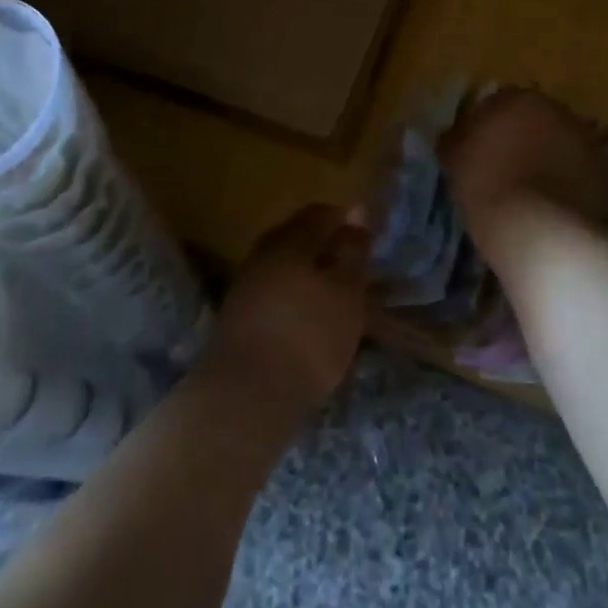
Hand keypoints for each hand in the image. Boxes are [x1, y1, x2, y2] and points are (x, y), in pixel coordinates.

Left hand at [205, 204, 369, 417]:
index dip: (347, 221)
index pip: (321, 214)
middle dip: (326, 248)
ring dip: (309, 276)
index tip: (369, 240)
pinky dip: (293, 299)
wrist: (245, 394)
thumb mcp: (346, 292)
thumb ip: (353, 251)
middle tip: (353, 269)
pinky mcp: (238, 317)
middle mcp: (263, 252)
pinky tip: (307, 320)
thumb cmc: (307, 335)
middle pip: (299, 237)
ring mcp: (246, 284)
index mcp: (290, 238)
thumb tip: (357, 213)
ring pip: (284, 266)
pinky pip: (273, 292)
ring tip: (334, 299)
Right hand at [440, 87, 607, 233]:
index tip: (478, 154)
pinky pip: (580, 176)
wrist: (543, 232)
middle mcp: (558, 111)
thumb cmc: (489, 186)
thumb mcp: (455, 160)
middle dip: (523, 141)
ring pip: (560, 147)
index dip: (487, 129)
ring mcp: (588, 142)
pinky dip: (570, 186)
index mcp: (519, 98)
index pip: (498, 104)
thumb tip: (455, 135)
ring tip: (531, 196)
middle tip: (505, 172)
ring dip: (549, 162)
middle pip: (535, 122)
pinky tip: (554, 210)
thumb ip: (455, 139)